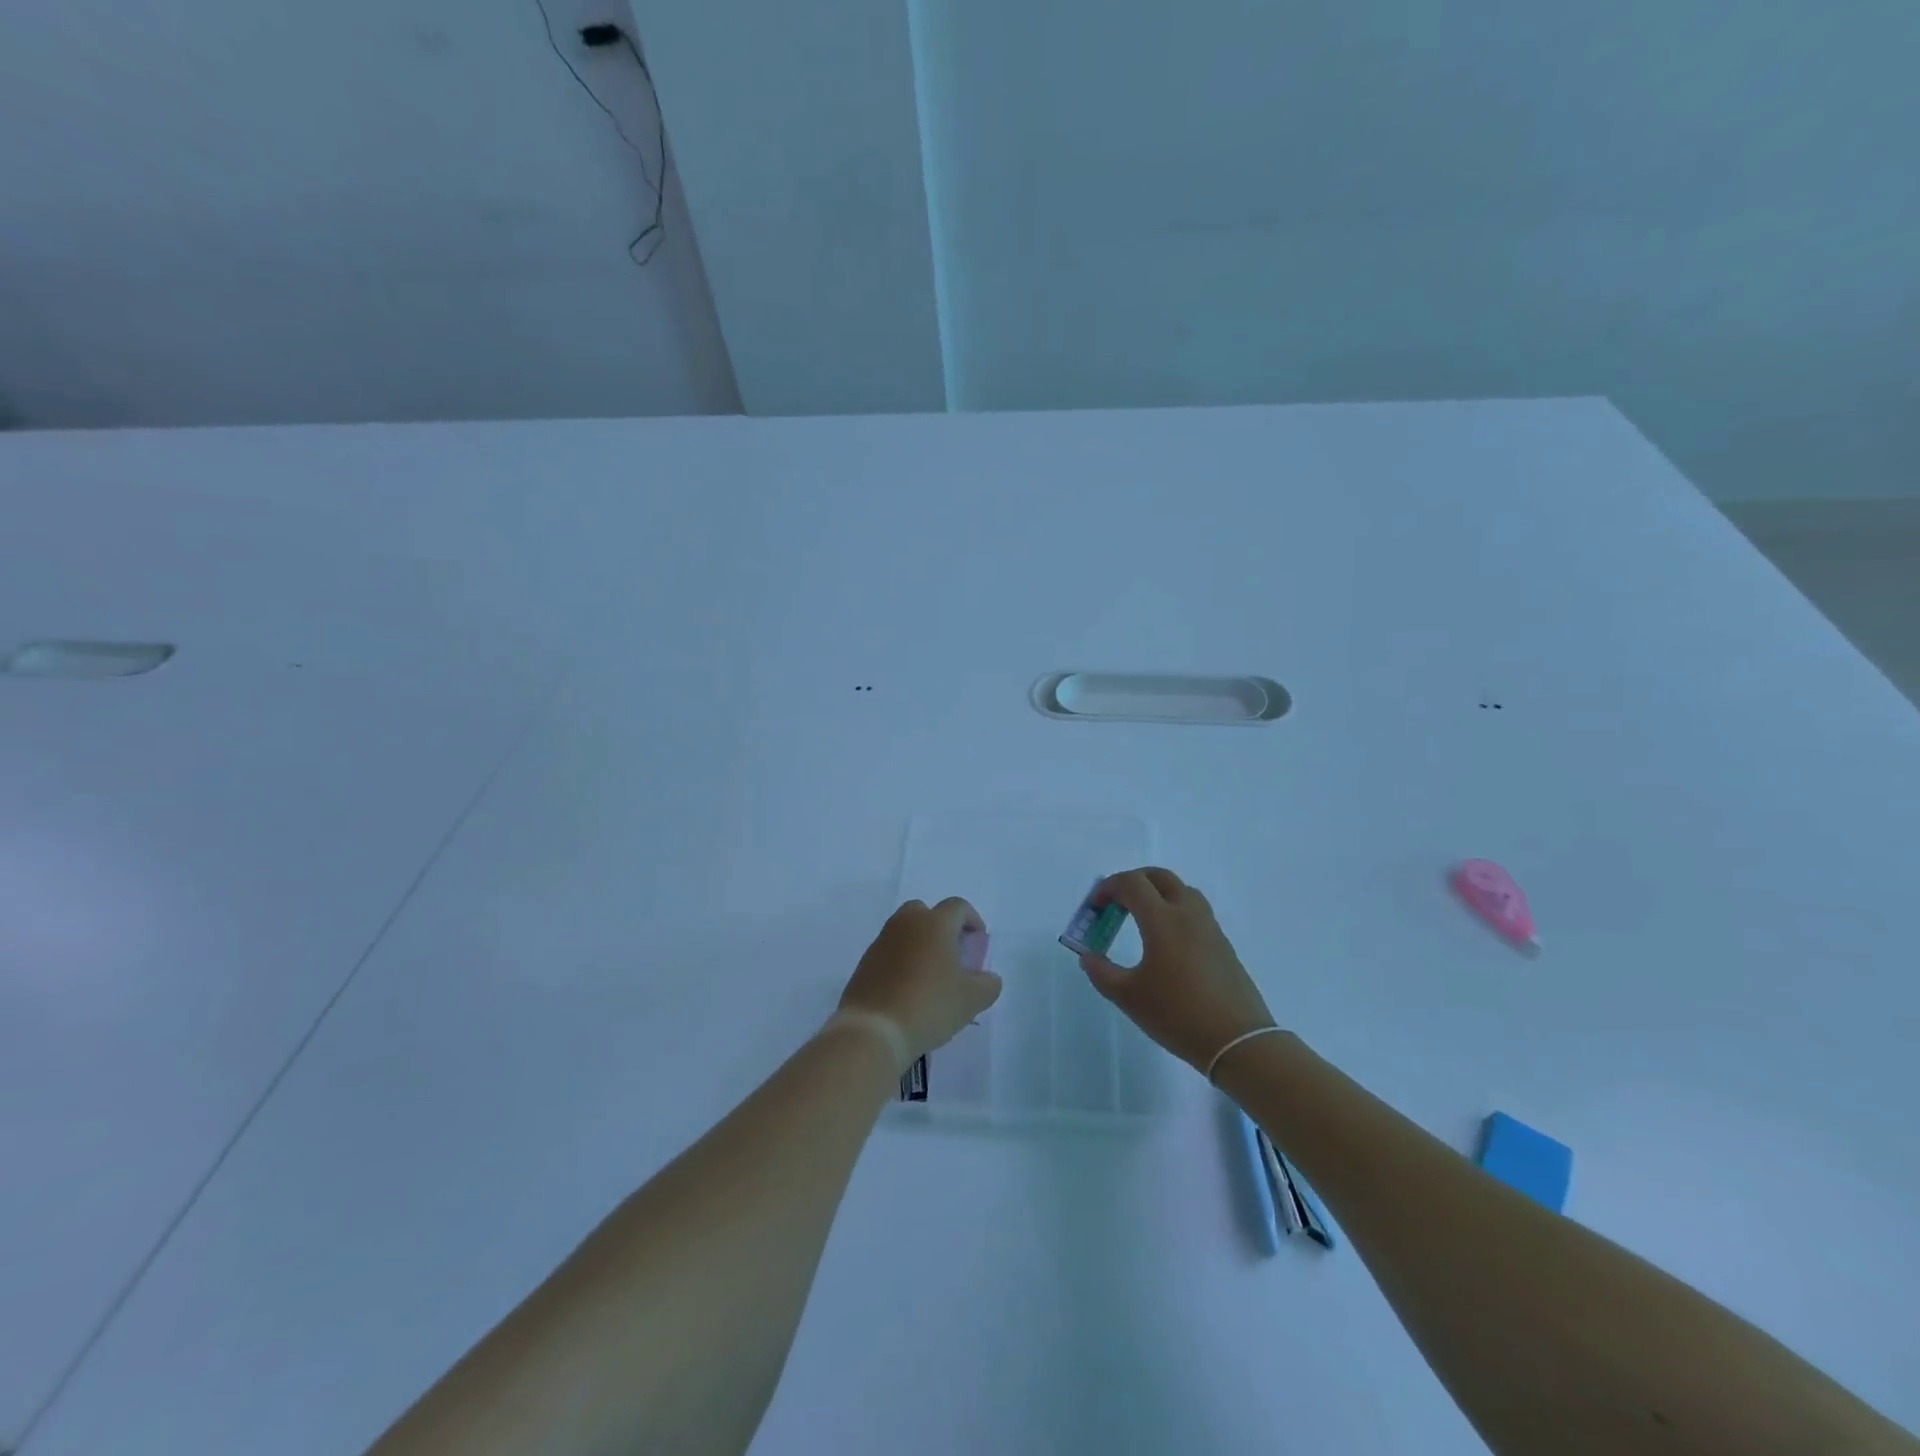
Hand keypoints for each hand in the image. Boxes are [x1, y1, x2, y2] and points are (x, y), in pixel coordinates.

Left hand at [839, 898, 1002, 1063]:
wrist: (874, 1029)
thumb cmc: (929, 1005)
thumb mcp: (972, 1000)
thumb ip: (988, 984)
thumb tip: (988, 978)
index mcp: (935, 923)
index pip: (958, 907)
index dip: (972, 921)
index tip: (978, 944)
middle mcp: (906, 923)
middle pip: (926, 912)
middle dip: (941, 927)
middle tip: (952, 954)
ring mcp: (882, 941)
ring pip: (905, 931)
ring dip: (919, 944)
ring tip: (930, 976)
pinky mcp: (865, 962)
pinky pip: (889, 951)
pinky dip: (901, 961)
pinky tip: (908, 989)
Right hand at [1078, 868, 1274, 1074]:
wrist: (1238, 1041)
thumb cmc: (1177, 1014)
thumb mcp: (1128, 997)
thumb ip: (1102, 973)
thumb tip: (1088, 957)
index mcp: (1162, 919)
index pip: (1132, 883)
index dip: (1108, 888)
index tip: (1095, 907)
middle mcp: (1188, 914)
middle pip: (1159, 877)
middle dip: (1133, 882)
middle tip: (1116, 903)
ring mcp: (1210, 928)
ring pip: (1182, 891)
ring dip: (1157, 894)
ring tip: (1141, 919)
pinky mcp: (1223, 945)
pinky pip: (1195, 912)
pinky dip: (1175, 912)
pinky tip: (1167, 943)